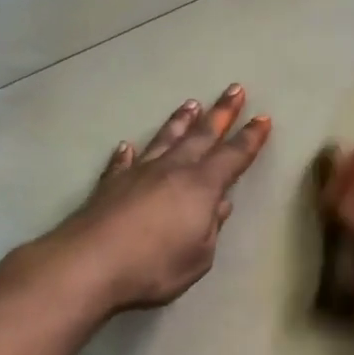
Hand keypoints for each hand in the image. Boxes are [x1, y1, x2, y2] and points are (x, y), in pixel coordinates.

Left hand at [45, 85, 271, 311]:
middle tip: (234, 89)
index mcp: (201, 186)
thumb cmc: (154, 265)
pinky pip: (123, 162)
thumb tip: (221, 205)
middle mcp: (172, 170)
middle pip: (202, 135)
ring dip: (180, 122)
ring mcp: (139, 173)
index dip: (250, 138)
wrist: (90, 263)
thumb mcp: (198, 256)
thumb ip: (211, 228)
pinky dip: (127, 153)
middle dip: (221, 113)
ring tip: (191, 104)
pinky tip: (127, 146)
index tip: (262, 118)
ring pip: (165, 139)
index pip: (233, 157)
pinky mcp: (110, 184)